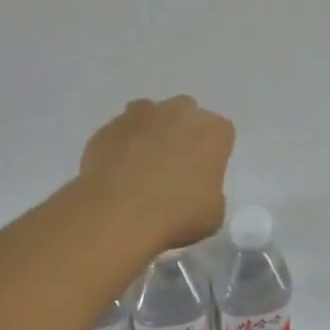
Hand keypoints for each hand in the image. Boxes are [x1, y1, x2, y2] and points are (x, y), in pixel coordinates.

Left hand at [80, 96, 234, 252]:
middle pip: (186, 112)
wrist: (117, 216)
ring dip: (151, 131)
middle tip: (175, 166)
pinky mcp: (108, 128)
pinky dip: (121, 145)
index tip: (205, 174)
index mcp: (212, 131)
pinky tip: (117, 172)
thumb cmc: (176, 216)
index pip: (221, 132)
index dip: (214, 152)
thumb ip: (211, 192)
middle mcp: (178, 113)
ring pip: (150, 114)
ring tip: (143, 165)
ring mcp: (140, 116)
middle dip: (183, 132)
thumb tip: (196, 189)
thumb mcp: (213, 215)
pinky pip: (120, 131)